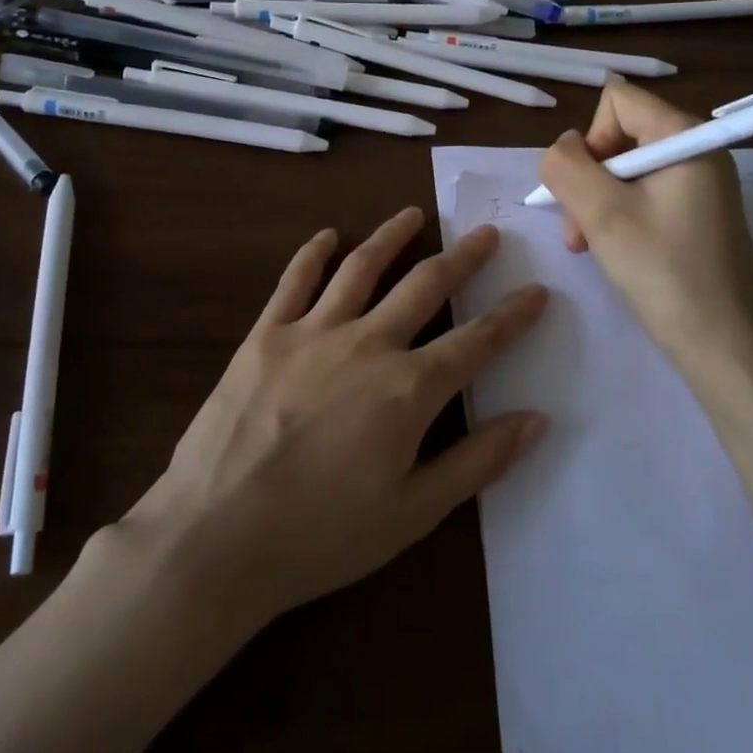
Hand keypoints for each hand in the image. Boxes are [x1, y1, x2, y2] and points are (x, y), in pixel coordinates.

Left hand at [118, 206, 547, 628]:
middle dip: (463, 258)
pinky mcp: (266, 334)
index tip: (537, 290)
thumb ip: (478, 462)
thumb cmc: (321, 537)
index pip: (477, 341)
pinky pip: (295, 280)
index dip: (513, 315)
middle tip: (485, 233)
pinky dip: (314, 252)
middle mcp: (367, 344)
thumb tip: (536, 419)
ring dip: (392, 236)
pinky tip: (328, 234)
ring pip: (362, 267)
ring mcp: (312, 332)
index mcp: (408, 390)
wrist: (216, 536)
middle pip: (426, 286)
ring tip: (415, 215)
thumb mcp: (413, 513)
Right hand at [535, 79, 752, 373]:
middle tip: (578, 228)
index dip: (590, 138)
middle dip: (588, 177)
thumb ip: (567, 166)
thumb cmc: (663, 273)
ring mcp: (700, 183)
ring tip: (586, 244)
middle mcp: (698, 151)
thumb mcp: (601, 214)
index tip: (588, 188)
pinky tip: (609, 249)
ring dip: (596, 201)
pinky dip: (617, 215)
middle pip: (619, 135)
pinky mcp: (697, 213)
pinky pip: (643, 194)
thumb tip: (561, 148)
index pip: (618, 100)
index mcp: (686, 137)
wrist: (723, 346)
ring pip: (625, 169)